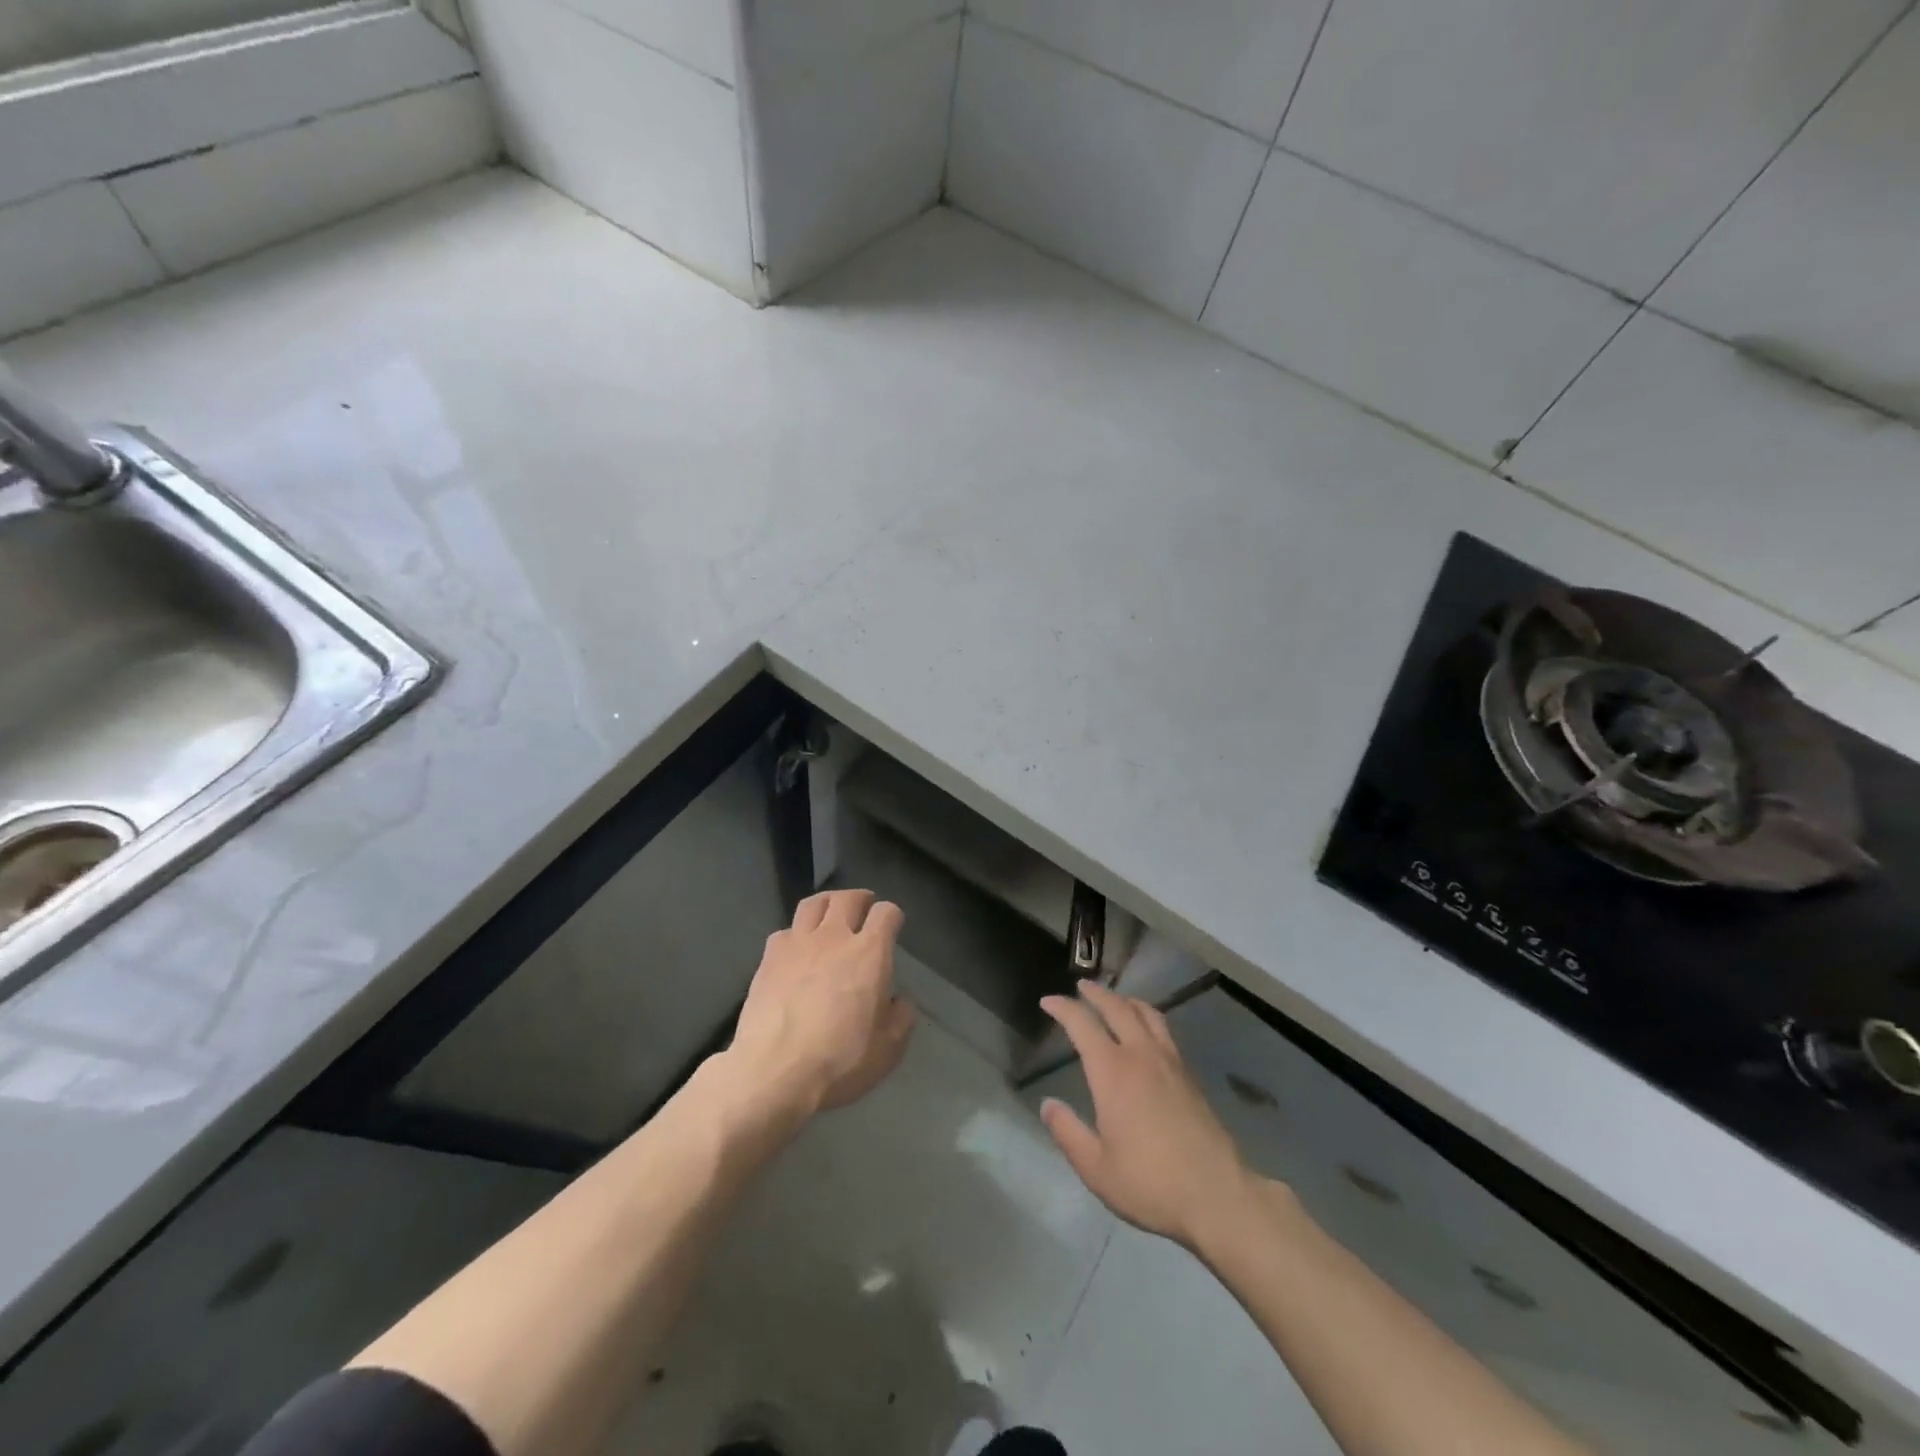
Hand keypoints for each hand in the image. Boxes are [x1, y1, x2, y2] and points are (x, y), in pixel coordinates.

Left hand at [725, 889, 916, 1121]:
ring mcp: (798, 943)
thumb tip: (897, 1003)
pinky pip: (785, 931)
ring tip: (830, 915)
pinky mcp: (769, 958)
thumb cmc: (839, 1060)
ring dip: (827, 904)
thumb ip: (900, 1018)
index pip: (886, 913)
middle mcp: (834, 937)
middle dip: (860, 899)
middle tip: (864, 909)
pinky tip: (797, 951)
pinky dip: (796, 934)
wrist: (774, 1072)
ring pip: (814, 903)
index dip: (892, 916)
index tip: (893, 927)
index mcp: (870, 953)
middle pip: (848, 898)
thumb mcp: (888, 1049)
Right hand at [1039, 981, 1255, 1250]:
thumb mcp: (1096, 1168)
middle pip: (1117, 1008)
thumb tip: (1048, 1105)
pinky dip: (1147, 1018)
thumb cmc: (1150, 1184)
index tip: (1048, 1001)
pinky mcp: (1189, 1075)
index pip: (1082, 1025)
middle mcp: (1141, 1055)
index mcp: (1112, 1072)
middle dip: (1096, 993)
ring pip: (1146, 1014)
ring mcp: (1170, 1062)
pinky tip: (1146, 1032)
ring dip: (1126, 1000)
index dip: (1063, 1008)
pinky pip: (1164, 1030)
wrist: (1217, 1195)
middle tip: (1081, 986)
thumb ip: (1068, 1132)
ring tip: (1115, 1000)